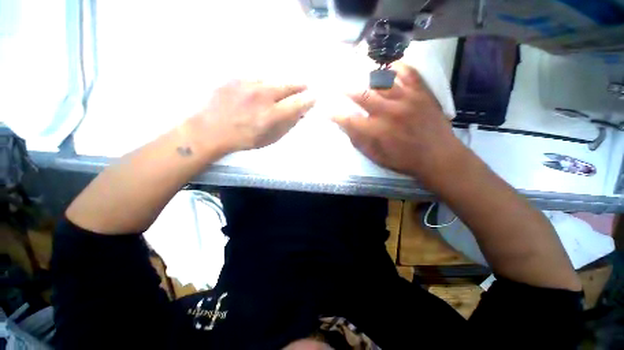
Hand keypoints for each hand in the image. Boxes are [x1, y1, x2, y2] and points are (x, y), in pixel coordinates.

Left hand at [187, 80, 314, 154]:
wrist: (210, 130)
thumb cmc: (243, 139)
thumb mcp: (269, 139)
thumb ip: (286, 125)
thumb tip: (300, 114)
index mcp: (271, 115)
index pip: (297, 103)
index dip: (308, 100)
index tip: (313, 98)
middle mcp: (262, 96)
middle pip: (289, 85)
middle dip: (300, 86)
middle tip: (304, 87)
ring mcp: (248, 84)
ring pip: (275, 79)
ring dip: (282, 85)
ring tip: (283, 90)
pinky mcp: (237, 77)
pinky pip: (259, 77)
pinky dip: (266, 83)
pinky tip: (263, 90)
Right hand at [333, 62, 468, 188]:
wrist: (439, 156)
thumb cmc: (404, 160)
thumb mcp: (376, 157)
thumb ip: (359, 141)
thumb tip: (345, 126)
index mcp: (377, 131)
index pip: (348, 119)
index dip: (333, 113)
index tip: (325, 109)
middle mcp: (390, 111)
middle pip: (361, 93)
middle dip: (344, 88)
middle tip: (335, 84)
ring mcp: (407, 98)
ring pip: (382, 78)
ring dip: (365, 75)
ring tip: (356, 71)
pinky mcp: (422, 92)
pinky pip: (407, 71)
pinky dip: (394, 66)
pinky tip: (386, 68)